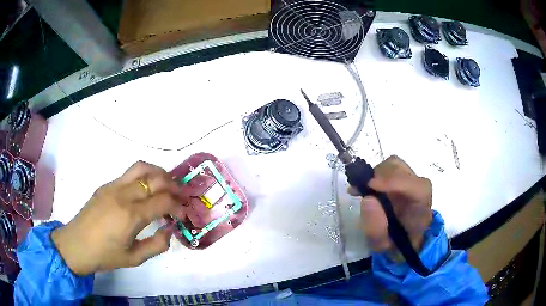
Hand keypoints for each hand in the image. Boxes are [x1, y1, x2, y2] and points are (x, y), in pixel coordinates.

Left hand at [51, 161, 185, 275]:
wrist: (76, 244)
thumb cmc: (105, 255)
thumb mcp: (134, 259)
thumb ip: (156, 245)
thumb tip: (169, 230)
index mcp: (131, 215)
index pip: (163, 201)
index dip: (178, 206)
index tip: (183, 214)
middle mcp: (124, 195)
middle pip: (155, 179)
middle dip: (173, 186)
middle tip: (180, 196)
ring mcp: (113, 186)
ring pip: (141, 168)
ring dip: (158, 173)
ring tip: (166, 184)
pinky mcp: (106, 185)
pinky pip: (129, 174)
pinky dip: (144, 176)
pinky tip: (144, 191)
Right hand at [349, 155, 431, 253]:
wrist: (406, 240)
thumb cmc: (396, 244)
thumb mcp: (383, 246)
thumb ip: (376, 228)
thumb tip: (367, 199)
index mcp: (422, 206)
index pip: (414, 186)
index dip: (393, 182)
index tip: (370, 186)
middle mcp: (419, 187)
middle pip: (399, 168)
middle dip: (378, 177)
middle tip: (360, 191)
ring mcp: (411, 179)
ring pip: (391, 164)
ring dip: (375, 175)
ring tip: (363, 191)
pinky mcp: (402, 176)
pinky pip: (387, 168)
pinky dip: (373, 174)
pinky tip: (364, 187)